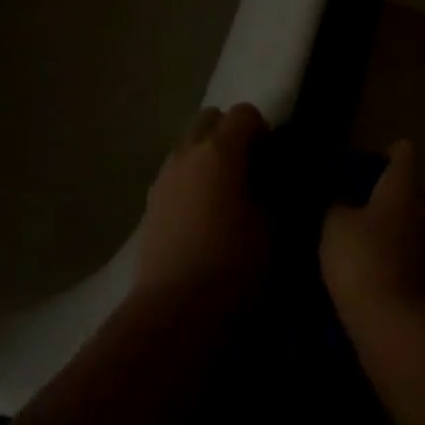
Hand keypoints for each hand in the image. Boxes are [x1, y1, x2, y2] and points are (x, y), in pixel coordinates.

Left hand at [134, 103, 269, 306]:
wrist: (175, 312)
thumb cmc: (233, 265)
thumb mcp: (274, 227)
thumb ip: (274, 192)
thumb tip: (272, 181)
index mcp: (220, 150)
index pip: (244, 113)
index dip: (263, 130)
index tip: (273, 158)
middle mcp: (187, 153)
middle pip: (209, 119)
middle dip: (230, 133)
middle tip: (249, 168)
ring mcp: (163, 177)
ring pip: (188, 146)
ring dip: (207, 156)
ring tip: (225, 193)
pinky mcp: (149, 204)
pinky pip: (175, 174)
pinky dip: (191, 180)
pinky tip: (203, 215)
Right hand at [320, 140, 424, 330]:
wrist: (395, 326)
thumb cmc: (363, 260)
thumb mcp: (334, 225)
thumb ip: (338, 205)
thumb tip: (344, 202)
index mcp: (403, 188)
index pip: (403, 152)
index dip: (386, 153)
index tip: (366, 165)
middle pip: (412, 189)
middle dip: (390, 193)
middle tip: (359, 204)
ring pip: (416, 223)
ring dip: (397, 227)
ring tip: (366, 239)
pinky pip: (416, 254)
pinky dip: (400, 256)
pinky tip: (375, 269)